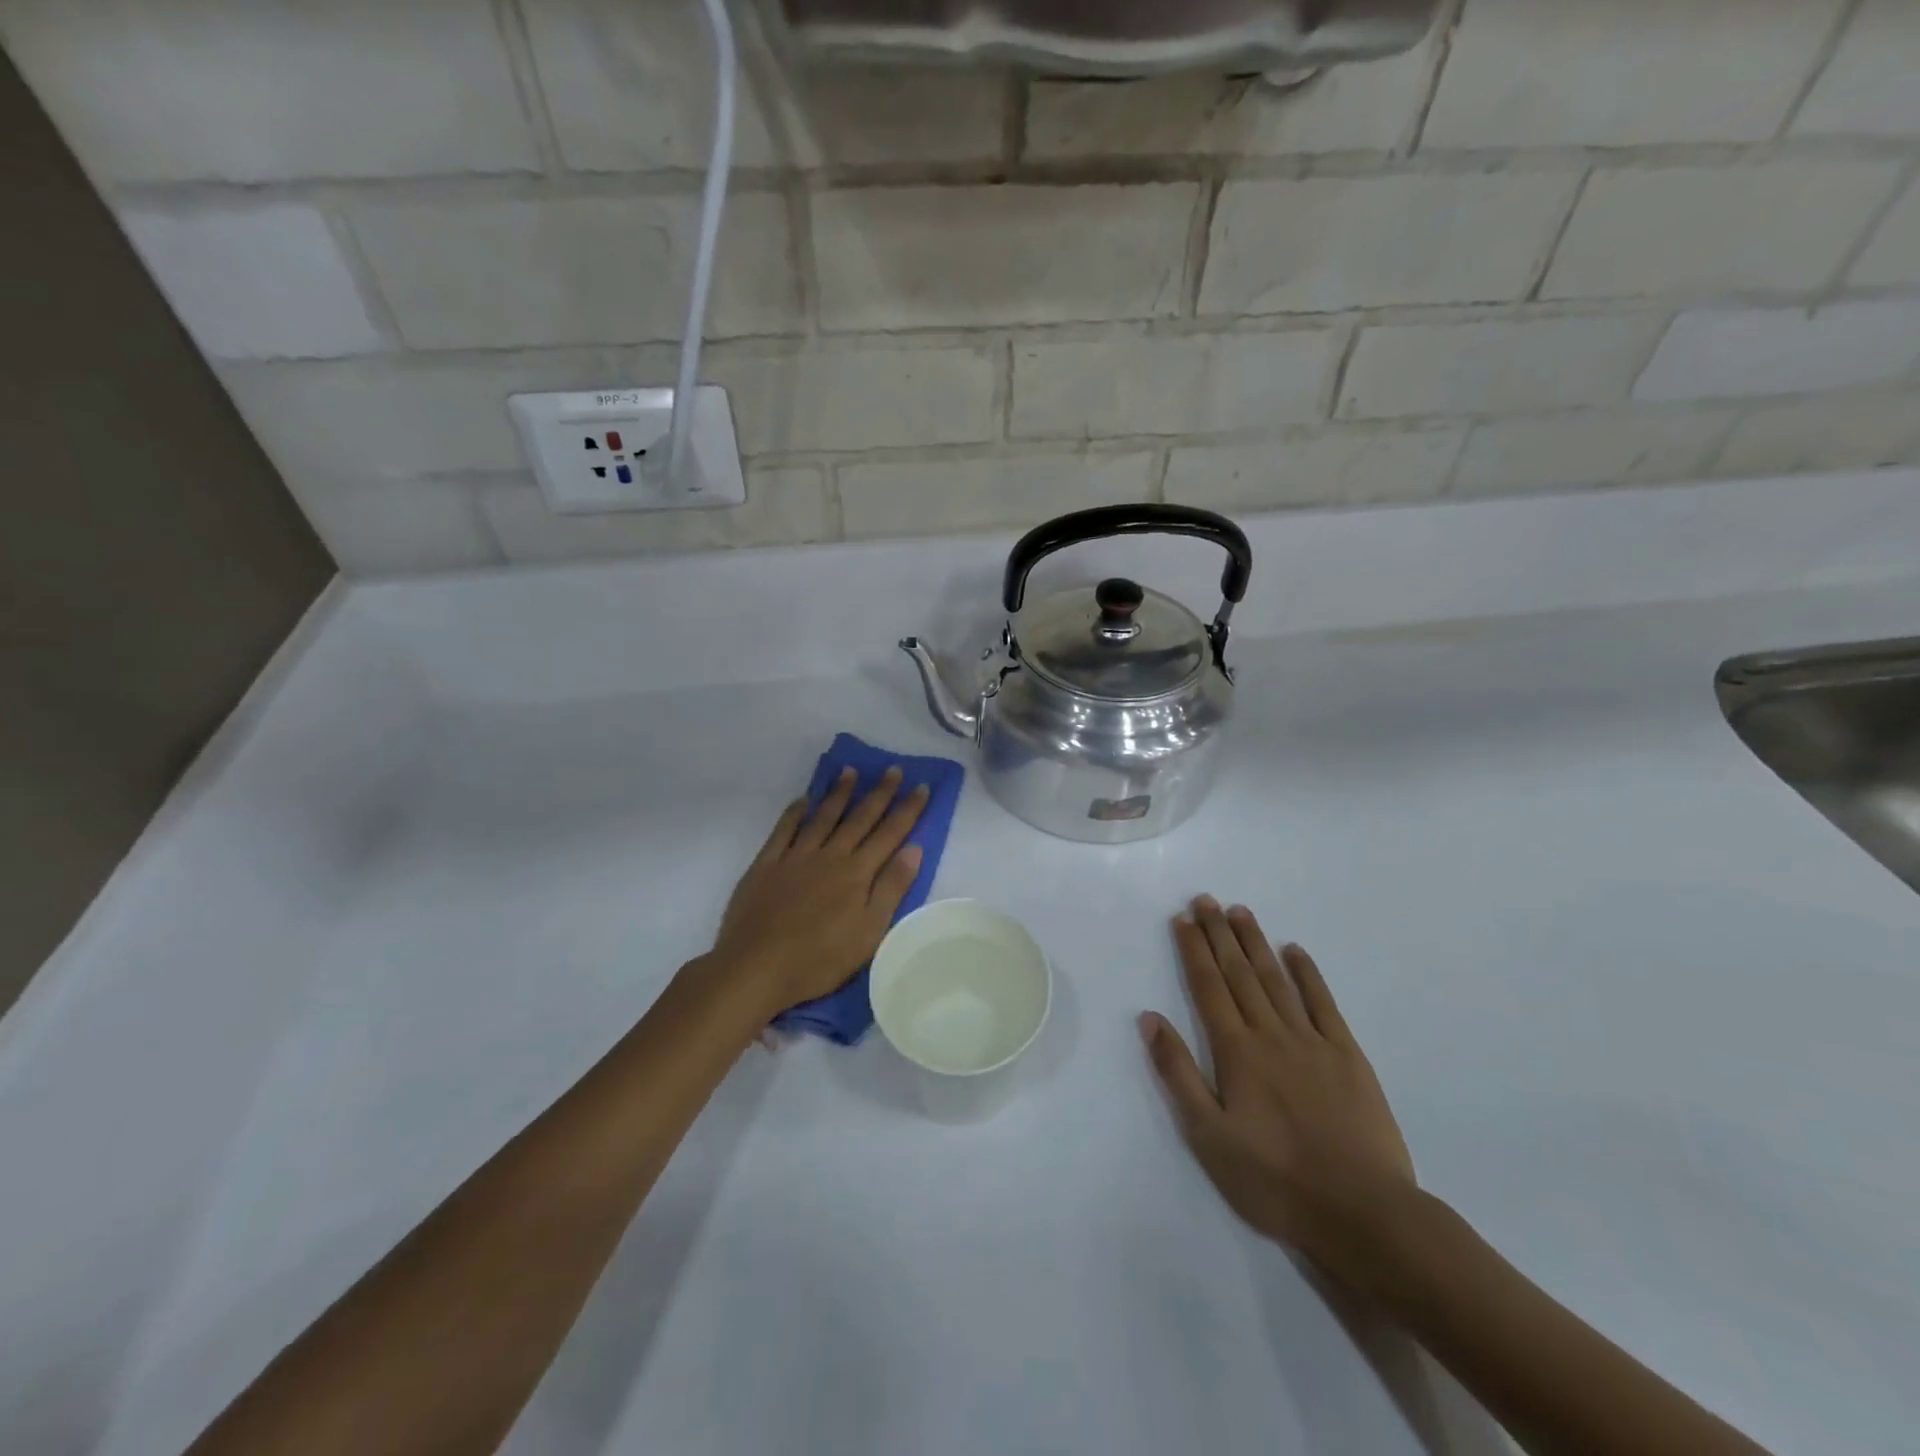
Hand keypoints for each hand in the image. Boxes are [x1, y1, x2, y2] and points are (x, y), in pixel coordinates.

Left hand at [708, 767, 928, 1016]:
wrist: (756, 967)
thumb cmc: (819, 958)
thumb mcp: (869, 932)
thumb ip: (891, 888)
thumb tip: (913, 848)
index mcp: (857, 873)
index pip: (889, 833)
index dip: (907, 809)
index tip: (921, 786)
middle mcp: (829, 856)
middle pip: (859, 818)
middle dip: (879, 793)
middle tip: (892, 768)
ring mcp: (795, 857)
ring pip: (823, 817)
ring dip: (839, 793)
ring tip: (851, 771)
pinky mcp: (766, 864)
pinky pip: (784, 829)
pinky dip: (795, 812)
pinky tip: (803, 800)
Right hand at [1140, 897, 1418, 1289]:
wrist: (1362, 1213)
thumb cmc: (1274, 1180)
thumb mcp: (1208, 1136)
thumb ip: (1177, 1072)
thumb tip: (1150, 1018)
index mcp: (1235, 1051)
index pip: (1208, 987)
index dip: (1193, 949)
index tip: (1182, 918)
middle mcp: (1270, 1033)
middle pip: (1239, 973)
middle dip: (1219, 934)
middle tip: (1206, 899)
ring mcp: (1312, 1041)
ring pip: (1276, 979)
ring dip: (1255, 943)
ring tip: (1240, 912)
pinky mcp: (1348, 1056)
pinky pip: (1324, 1004)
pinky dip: (1308, 974)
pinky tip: (1296, 951)